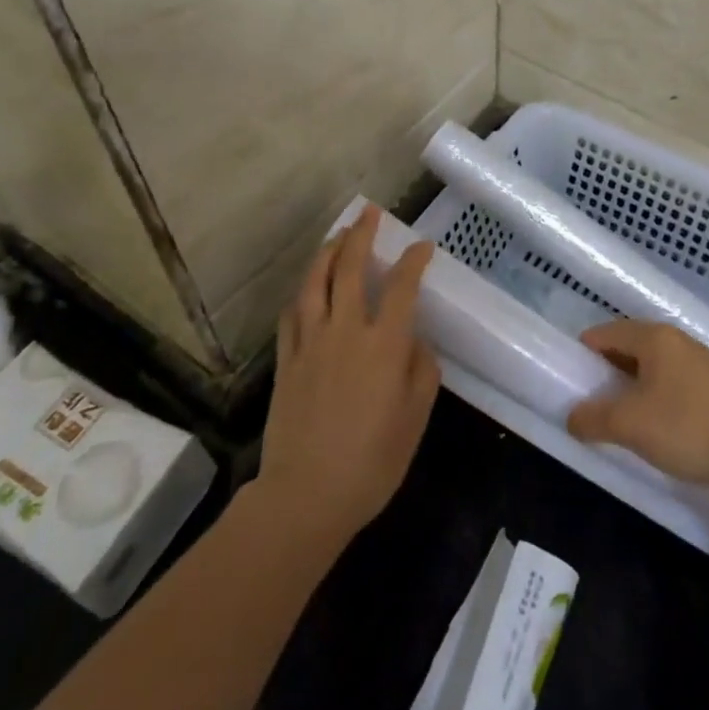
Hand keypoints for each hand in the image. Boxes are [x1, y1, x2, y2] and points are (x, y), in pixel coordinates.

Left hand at [257, 206, 438, 545]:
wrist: (305, 497)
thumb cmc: (371, 462)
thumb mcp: (415, 419)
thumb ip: (422, 372)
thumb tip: (414, 342)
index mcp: (384, 344)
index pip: (401, 286)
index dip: (413, 260)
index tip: (422, 246)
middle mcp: (345, 331)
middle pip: (350, 269)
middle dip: (361, 235)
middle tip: (368, 212)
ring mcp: (310, 343)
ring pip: (315, 283)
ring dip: (327, 253)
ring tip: (337, 235)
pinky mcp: (286, 361)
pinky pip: (292, 314)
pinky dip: (302, 292)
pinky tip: (306, 288)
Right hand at [566, 320, 708, 493]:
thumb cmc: (684, 429)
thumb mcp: (629, 425)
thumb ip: (593, 418)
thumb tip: (572, 418)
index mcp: (655, 337)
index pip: (608, 332)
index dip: (586, 350)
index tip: (572, 373)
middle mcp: (677, 339)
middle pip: (630, 343)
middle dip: (607, 365)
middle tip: (591, 392)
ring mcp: (699, 359)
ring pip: (652, 361)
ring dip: (631, 379)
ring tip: (618, 407)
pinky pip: (671, 375)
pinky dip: (653, 388)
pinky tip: (652, 416)